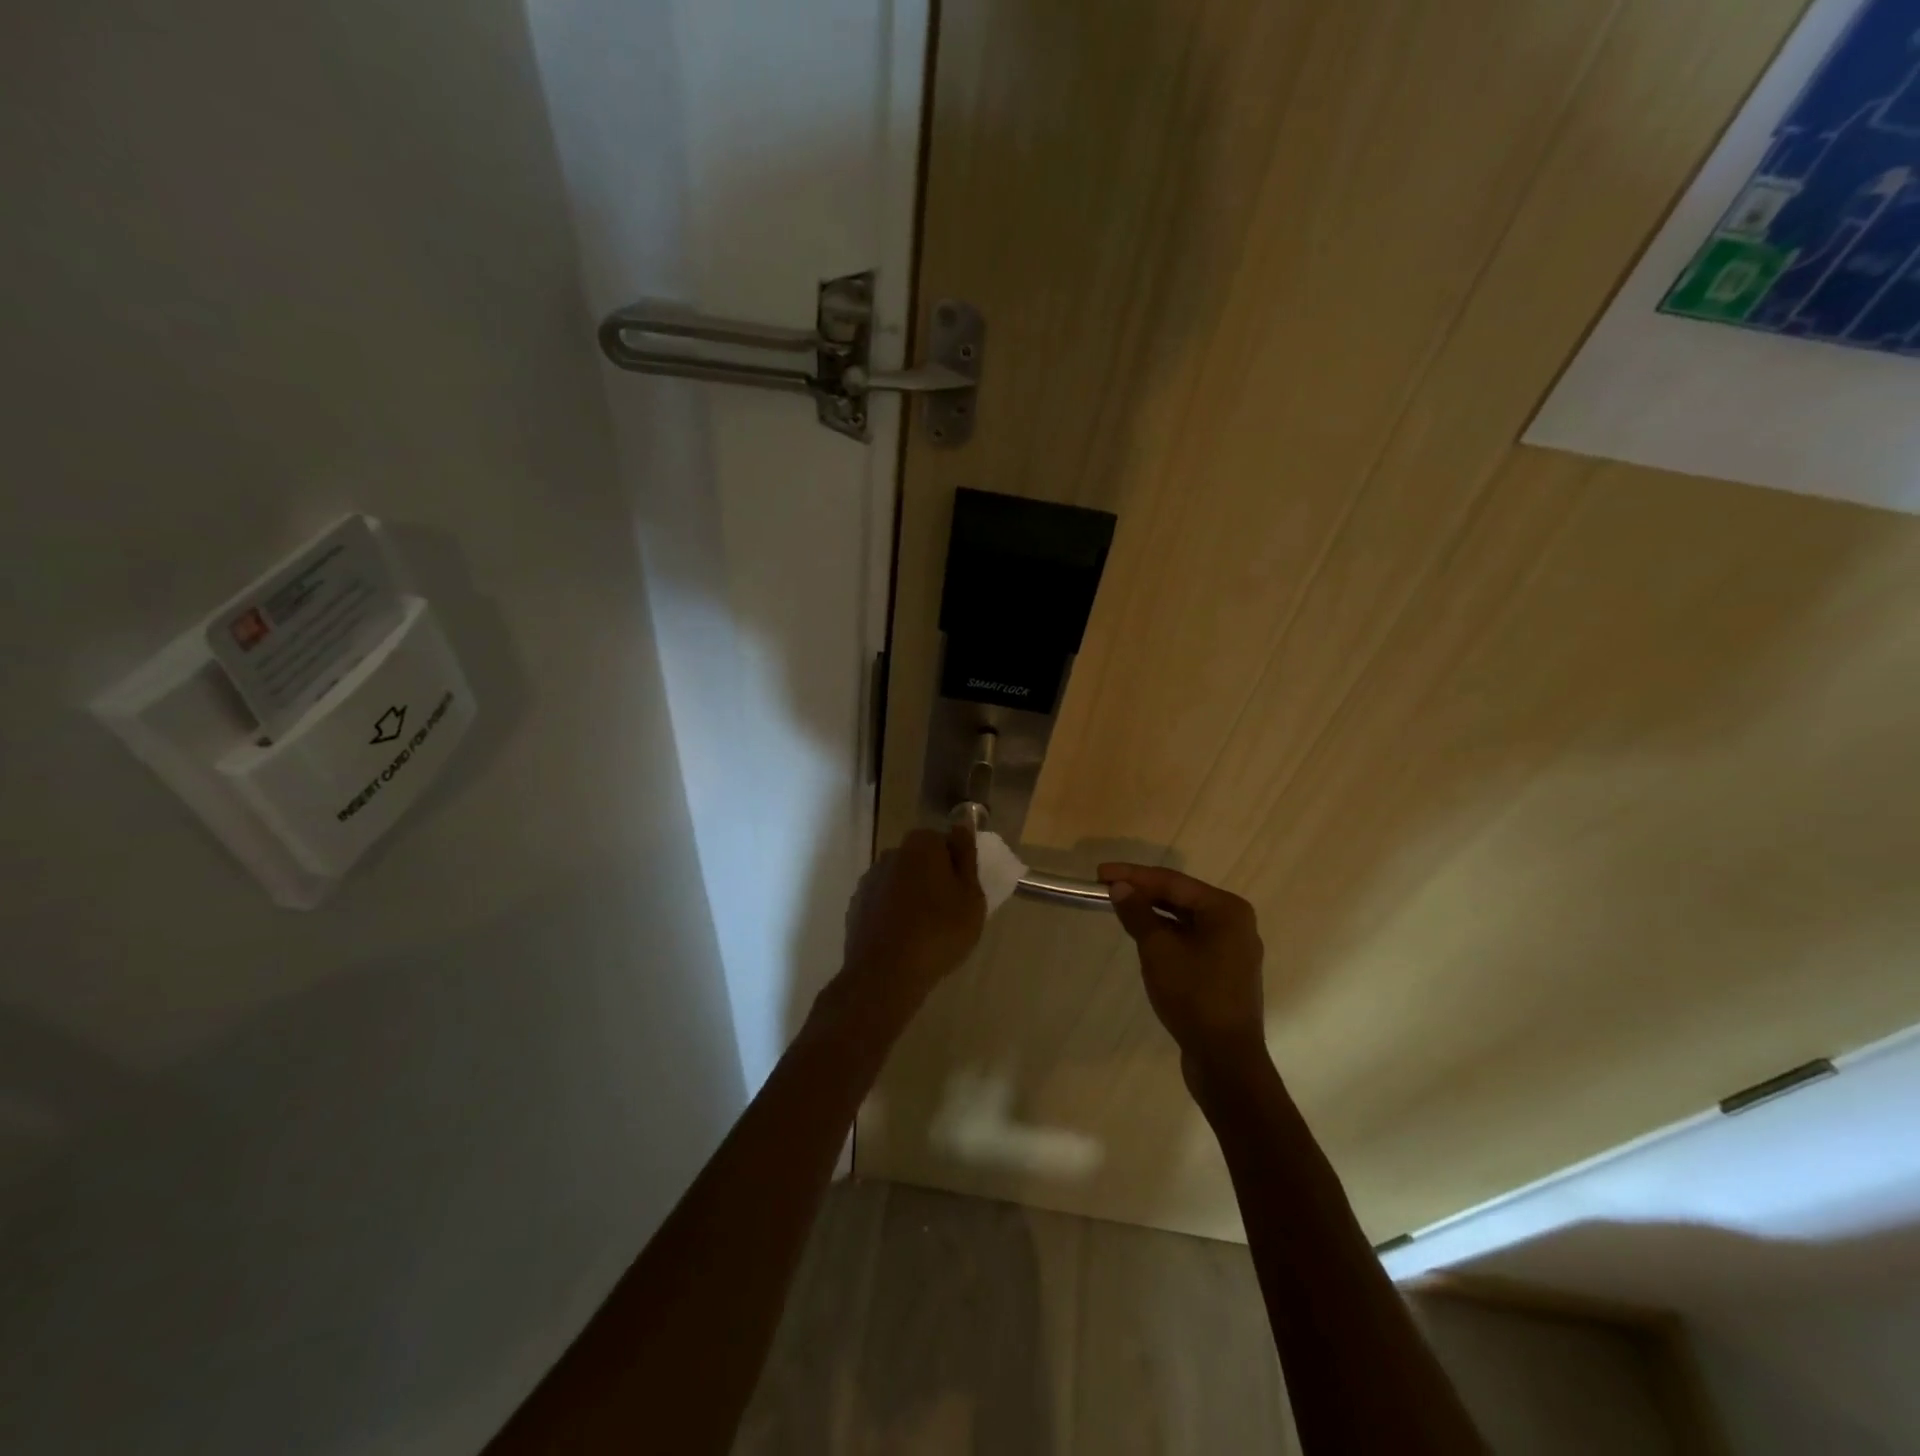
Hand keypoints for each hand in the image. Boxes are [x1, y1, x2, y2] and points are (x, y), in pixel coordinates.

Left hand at [835, 826, 985, 1017]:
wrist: (885, 974)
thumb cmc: (939, 932)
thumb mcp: (971, 896)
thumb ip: (966, 858)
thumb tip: (961, 826)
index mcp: (921, 845)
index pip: (944, 841)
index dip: (956, 865)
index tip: (963, 892)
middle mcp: (891, 854)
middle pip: (920, 860)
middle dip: (933, 878)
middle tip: (949, 912)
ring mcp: (869, 880)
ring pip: (900, 882)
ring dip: (911, 896)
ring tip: (926, 931)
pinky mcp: (856, 906)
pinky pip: (883, 903)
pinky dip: (893, 914)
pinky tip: (903, 940)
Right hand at [1100, 864, 1269, 1076]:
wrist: (1225, 1059)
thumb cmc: (1194, 996)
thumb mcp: (1158, 950)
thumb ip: (1138, 914)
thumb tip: (1120, 888)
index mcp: (1226, 909)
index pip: (1172, 881)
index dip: (1134, 875)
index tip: (1100, 873)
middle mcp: (1235, 922)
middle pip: (1181, 897)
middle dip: (1143, 891)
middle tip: (1106, 887)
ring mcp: (1232, 948)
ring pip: (1185, 919)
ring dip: (1153, 912)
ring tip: (1120, 906)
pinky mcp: (1223, 971)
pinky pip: (1190, 939)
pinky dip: (1165, 933)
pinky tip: (1143, 934)